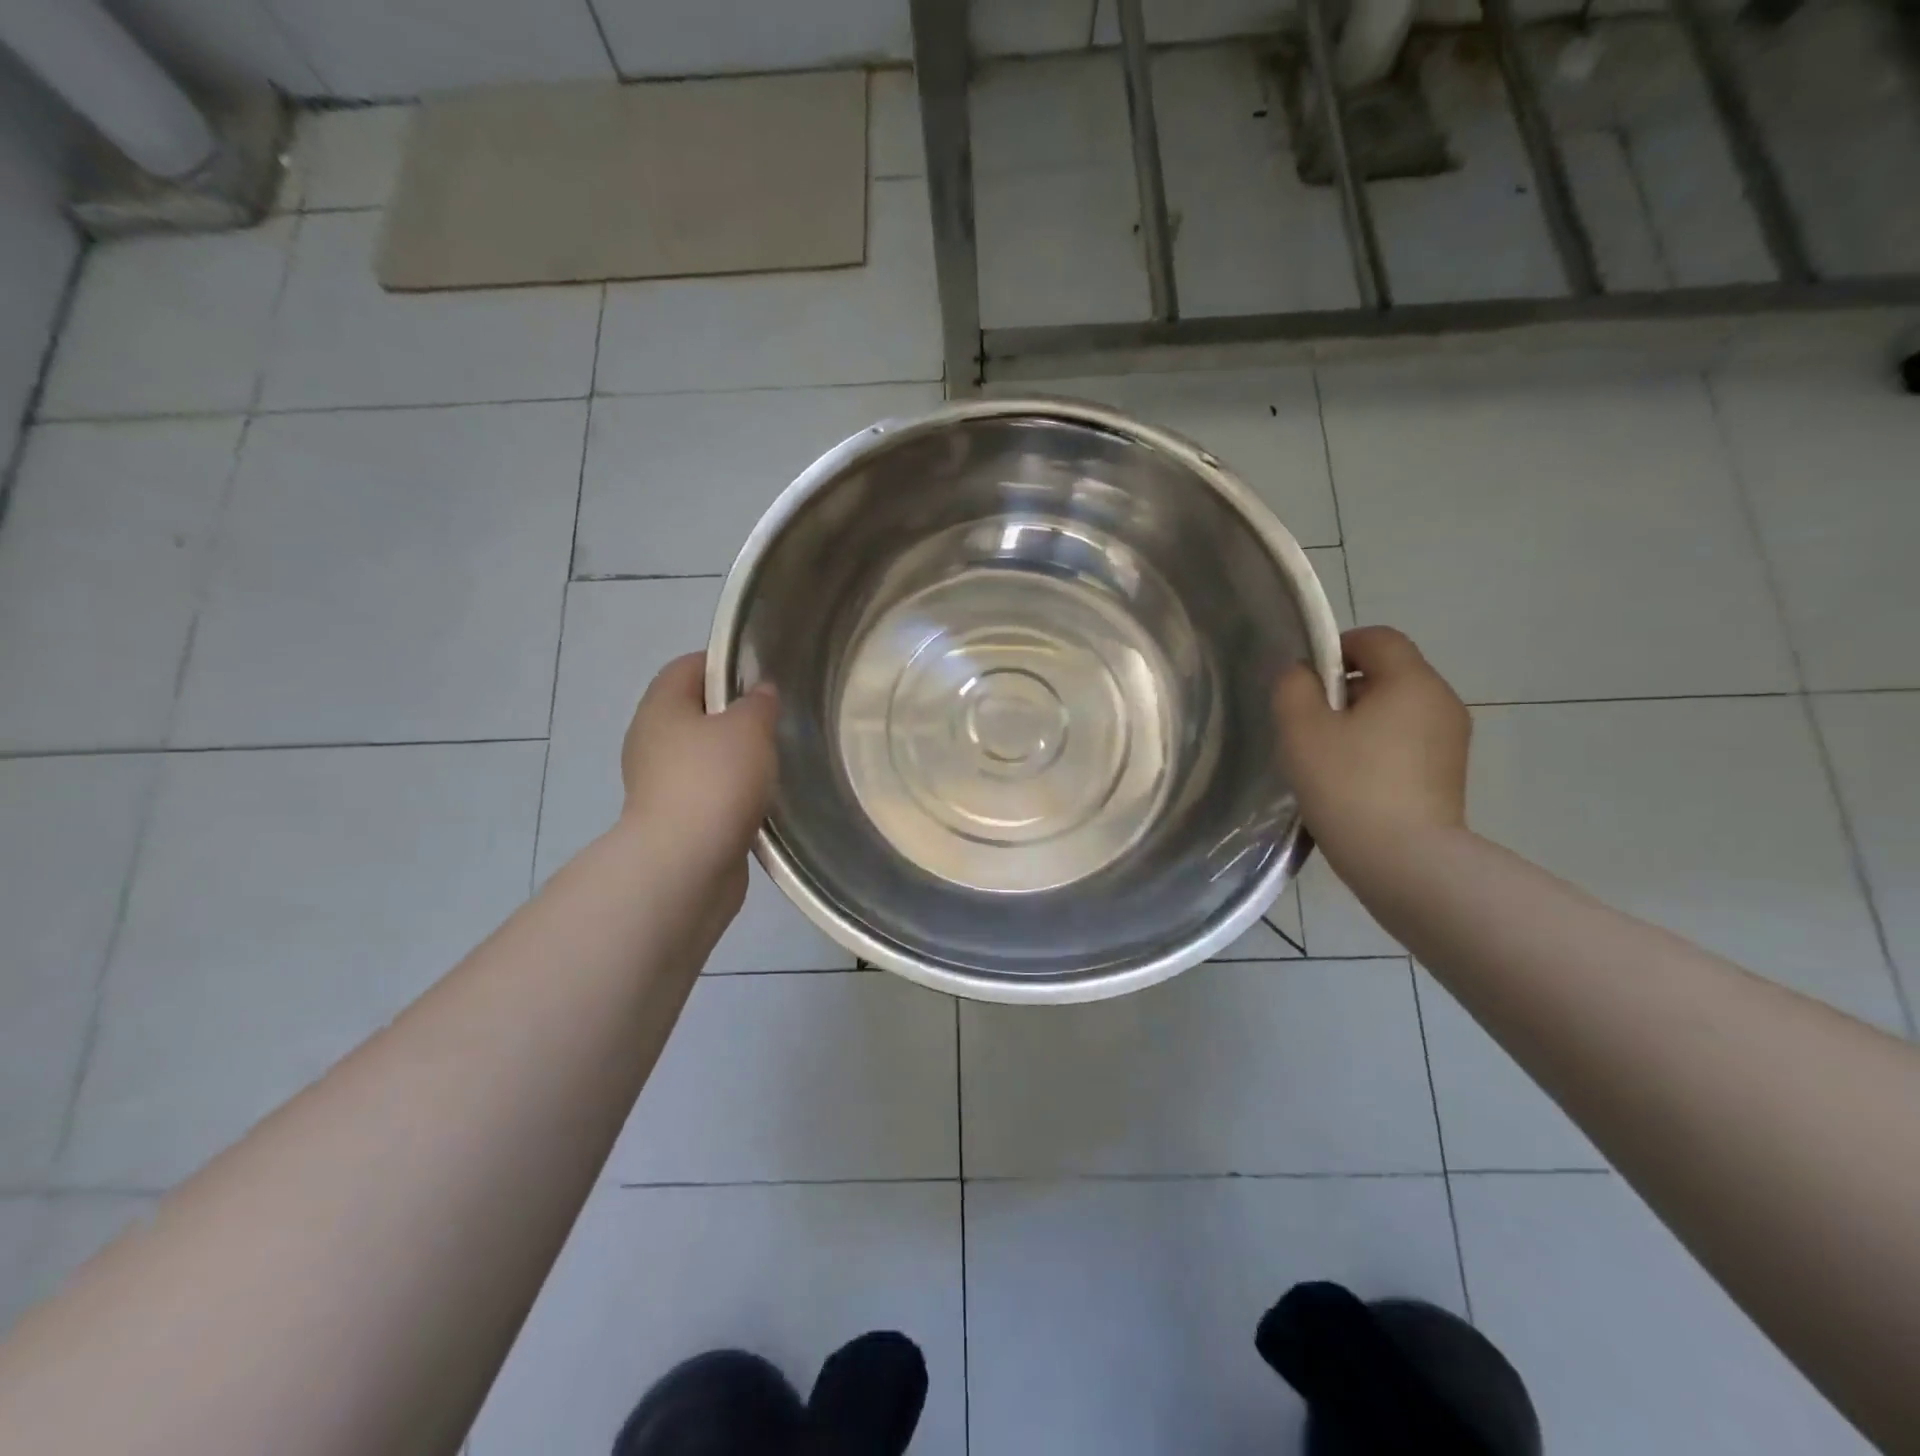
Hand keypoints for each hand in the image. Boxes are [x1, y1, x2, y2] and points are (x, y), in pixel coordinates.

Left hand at [619, 655, 779, 903]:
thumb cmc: (715, 780)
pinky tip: (758, 797)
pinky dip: (729, 789)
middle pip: (693, 710)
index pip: (688, 666)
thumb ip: (758, 703)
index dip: (724, 662)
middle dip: (733, 711)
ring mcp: (658, 783)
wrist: (685, 864)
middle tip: (773, 718)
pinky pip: (705, 790)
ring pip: (701, 753)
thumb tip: (760, 693)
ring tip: (773, 758)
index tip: (762, 674)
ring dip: (732, 754)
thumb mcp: (749, 728)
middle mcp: (651, 740)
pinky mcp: (673, 818)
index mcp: (660, 707)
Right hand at [1273, 627, 1469, 873]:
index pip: (1377, 638)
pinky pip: (1407, 740)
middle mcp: (1441, 700)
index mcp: (1411, 681)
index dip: (1337, 648)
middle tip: (1310, 726)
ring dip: (1360, 721)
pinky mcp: (1449, 773)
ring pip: (1397, 708)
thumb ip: (1293, 687)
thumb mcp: (1302, 729)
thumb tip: (1303, 674)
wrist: (1404, 861)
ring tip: (1329, 758)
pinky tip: (1353, 781)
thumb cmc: (1348, 784)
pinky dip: (1378, 747)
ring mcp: (1451, 739)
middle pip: (1388, 673)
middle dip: (1345, 689)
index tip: (1307, 684)